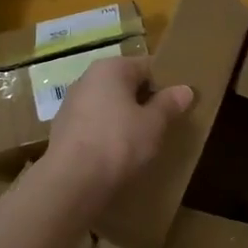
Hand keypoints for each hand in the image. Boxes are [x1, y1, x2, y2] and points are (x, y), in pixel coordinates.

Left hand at [48, 56, 193, 198]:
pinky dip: (108, 134)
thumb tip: (185, 89)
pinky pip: (94, 126)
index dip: (166, 83)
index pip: (146, 66)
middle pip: (125, 85)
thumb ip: (169, 104)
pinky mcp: (62, 131)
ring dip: (125, 119)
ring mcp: (70, 105)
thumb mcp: (153, 124)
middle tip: (166, 122)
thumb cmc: (119, 142)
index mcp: (110, 69)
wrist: (72, 181)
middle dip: (145, 101)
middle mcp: (86, 79)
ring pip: (108, 106)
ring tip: (144, 141)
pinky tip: (119, 154)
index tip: (180, 103)